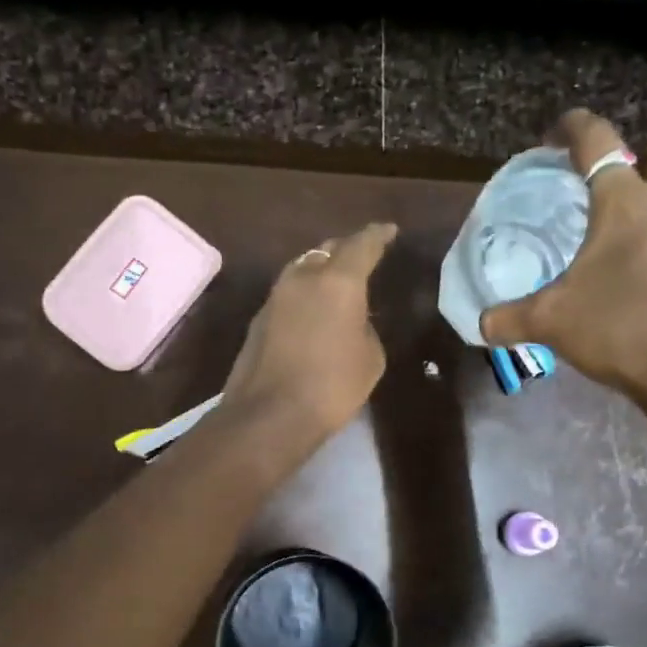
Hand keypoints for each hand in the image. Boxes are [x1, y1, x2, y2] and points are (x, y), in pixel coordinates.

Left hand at [222, 223, 397, 443]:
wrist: (269, 415)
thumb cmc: (331, 387)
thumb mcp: (370, 359)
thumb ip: (365, 328)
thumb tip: (351, 322)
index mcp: (338, 281)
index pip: (362, 245)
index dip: (378, 236)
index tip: (388, 231)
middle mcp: (303, 278)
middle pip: (327, 251)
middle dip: (346, 250)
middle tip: (362, 256)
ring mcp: (275, 297)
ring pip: (302, 270)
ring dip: (321, 271)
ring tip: (337, 282)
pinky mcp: (258, 319)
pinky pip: (288, 295)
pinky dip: (304, 296)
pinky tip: (313, 312)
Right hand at [481, 110, 646, 405]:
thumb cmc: (622, 327)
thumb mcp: (553, 323)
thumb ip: (512, 319)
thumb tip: (481, 324)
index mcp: (625, 203)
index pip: (598, 142)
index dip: (575, 127)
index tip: (558, 131)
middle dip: (640, 158)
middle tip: (611, 188)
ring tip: (625, 237)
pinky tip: (646, 276)